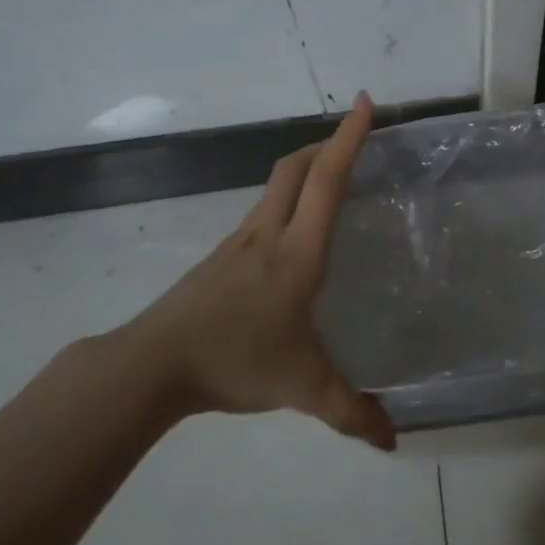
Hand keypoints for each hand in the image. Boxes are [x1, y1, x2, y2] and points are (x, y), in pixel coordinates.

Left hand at [111, 94, 396, 449]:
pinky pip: (263, 212)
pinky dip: (287, 201)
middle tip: (356, 139)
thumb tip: (394, 441)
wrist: (150, 366)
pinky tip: (293, 236)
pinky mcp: (222, 258)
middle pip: (295, 167)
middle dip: (327, 143)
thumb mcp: (301, 388)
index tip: (367, 102)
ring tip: (332, 182)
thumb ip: (350, 412)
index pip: (327, 180)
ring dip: (305, 170)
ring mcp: (239, 242)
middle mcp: (268, 234)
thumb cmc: (234, 361)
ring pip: (276, 186)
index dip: (349, 138)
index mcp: (297, 252)